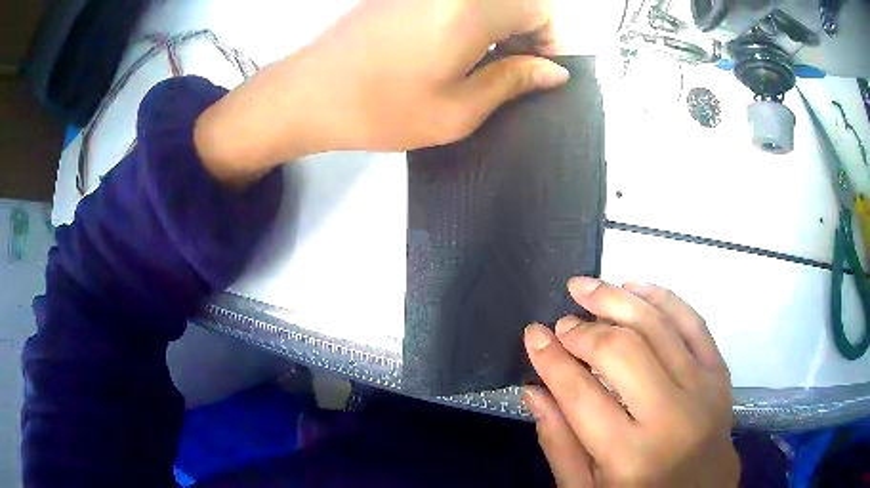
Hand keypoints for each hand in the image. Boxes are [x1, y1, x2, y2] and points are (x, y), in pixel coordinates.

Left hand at [194, 0, 569, 183]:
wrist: (307, 95)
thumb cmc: (383, 109)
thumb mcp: (459, 109)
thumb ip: (514, 81)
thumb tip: (555, 71)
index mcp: (471, 8)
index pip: (539, 8)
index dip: (549, 39)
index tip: (540, 69)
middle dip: (526, 31)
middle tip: (514, 70)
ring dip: (498, 24)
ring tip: (484, 62)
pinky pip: (455, 0)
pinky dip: (470, 17)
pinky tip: (454, 46)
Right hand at [523, 278, 738, 486]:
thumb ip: (559, 444)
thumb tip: (534, 390)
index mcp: (630, 456)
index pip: (580, 394)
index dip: (551, 359)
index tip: (532, 333)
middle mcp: (670, 416)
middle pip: (621, 352)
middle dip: (583, 330)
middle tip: (561, 322)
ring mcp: (702, 389)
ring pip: (657, 326)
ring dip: (617, 299)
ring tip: (586, 287)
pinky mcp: (720, 373)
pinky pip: (693, 322)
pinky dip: (663, 297)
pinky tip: (635, 287)